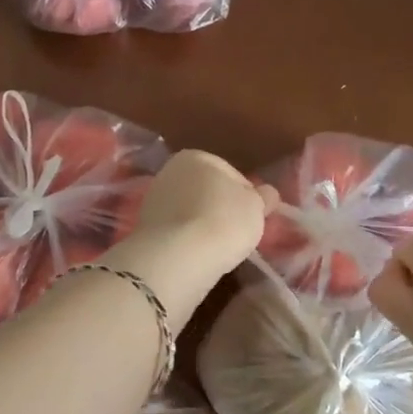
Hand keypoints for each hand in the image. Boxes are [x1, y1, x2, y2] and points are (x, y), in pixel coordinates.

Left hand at [105, 151, 272, 325]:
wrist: (178, 256)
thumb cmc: (223, 220)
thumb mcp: (256, 207)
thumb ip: (263, 197)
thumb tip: (267, 194)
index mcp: (196, 156)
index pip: (232, 174)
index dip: (248, 197)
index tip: (254, 218)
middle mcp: (170, 171)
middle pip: (207, 192)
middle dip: (221, 209)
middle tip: (238, 234)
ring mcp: (154, 200)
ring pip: (190, 212)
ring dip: (203, 226)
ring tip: (219, 249)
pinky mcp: (145, 229)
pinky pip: (177, 232)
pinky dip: (188, 241)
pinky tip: (198, 256)